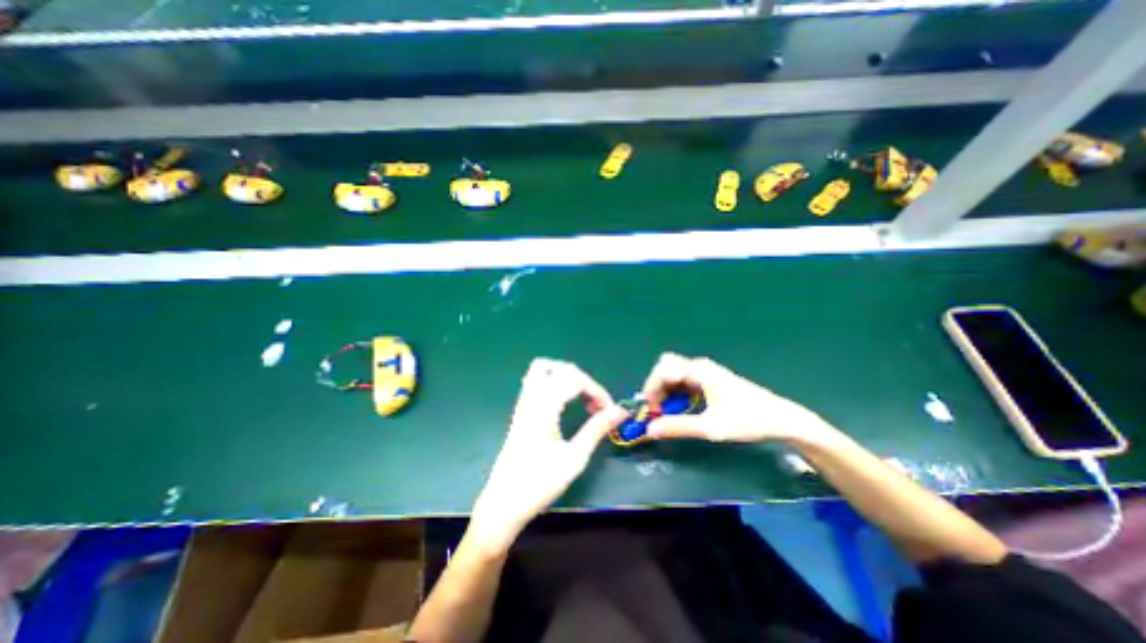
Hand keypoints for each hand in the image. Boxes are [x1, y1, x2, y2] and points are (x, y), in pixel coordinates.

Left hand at [468, 359, 625, 553]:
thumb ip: (597, 429)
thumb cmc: (540, 483)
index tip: (610, 410)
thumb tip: (619, 411)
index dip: (597, 390)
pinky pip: (535, 380)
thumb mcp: (575, 458)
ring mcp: (523, 402)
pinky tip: (563, 401)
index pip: (575, 379)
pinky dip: (554, 382)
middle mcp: (531, 398)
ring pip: (543, 369)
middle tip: (596, 405)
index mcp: (544, 407)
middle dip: (584, 381)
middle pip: (561, 369)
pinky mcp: (520, 410)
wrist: (503, 504)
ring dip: (567, 376)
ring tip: (581, 398)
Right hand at [641, 355, 838, 444]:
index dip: (651, 389)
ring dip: (665, 391)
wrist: (781, 418)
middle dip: (656, 388)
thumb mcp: (711, 427)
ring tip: (667, 413)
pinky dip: (676, 392)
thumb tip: (650, 429)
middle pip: (665, 368)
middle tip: (658, 412)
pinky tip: (682, 409)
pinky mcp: (709, 378)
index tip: (651, 411)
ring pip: (673, 373)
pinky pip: (684, 380)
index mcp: (699, 371)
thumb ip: (678, 427)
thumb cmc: (747, 420)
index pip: (662, 370)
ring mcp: (705, 371)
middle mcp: (699, 366)